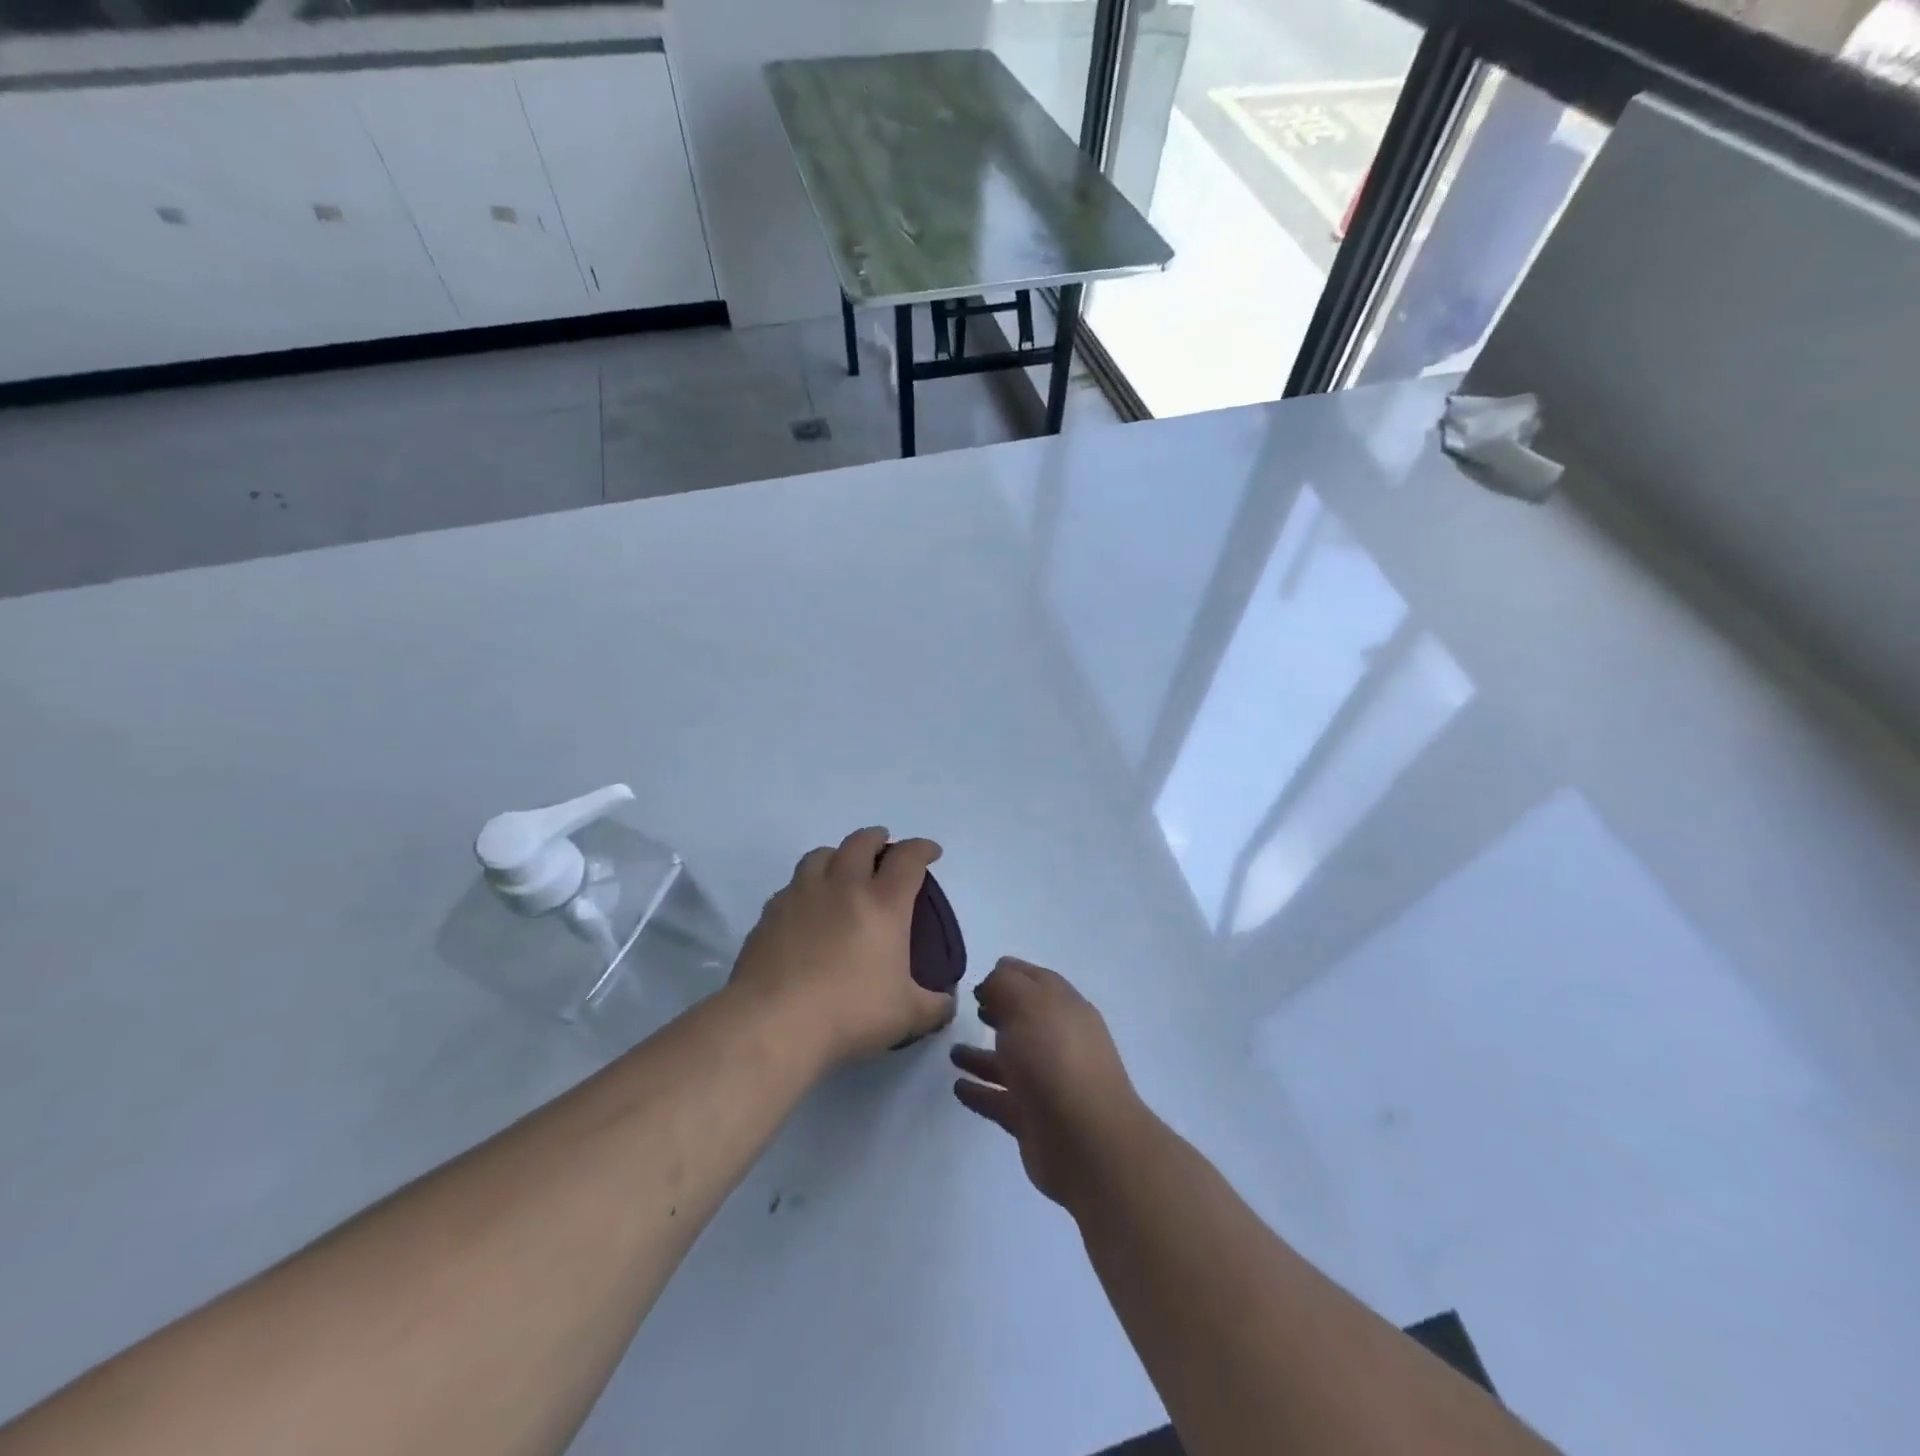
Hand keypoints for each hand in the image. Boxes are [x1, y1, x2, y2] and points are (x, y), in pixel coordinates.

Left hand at [728, 827, 955, 1067]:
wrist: (774, 1023)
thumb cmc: (849, 1013)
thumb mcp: (907, 1016)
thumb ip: (934, 1006)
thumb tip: (947, 1003)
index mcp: (883, 903)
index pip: (908, 858)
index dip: (922, 848)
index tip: (930, 852)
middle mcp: (843, 887)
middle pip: (861, 842)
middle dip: (877, 839)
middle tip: (884, 849)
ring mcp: (802, 895)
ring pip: (821, 855)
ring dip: (838, 855)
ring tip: (842, 870)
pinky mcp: (770, 912)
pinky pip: (792, 885)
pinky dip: (806, 886)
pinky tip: (807, 908)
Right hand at [950, 958, 1147, 1207]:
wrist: (1086, 1141)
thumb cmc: (1055, 1058)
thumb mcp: (1028, 1003)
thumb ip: (1004, 985)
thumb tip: (992, 984)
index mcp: (1065, 1008)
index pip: (1037, 981)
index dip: (1010, 974)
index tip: (980, 978)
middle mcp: (1060, 1042)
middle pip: (1025, 1020)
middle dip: (1000, 1012)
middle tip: (971, 1008)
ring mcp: (1048, 1083)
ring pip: (1010, 1062)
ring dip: (982, 1055)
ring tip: (952, 1053)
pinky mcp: (1034, 1120)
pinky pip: (1000, 1099)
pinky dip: (980, 1092)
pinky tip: (958, 1088)